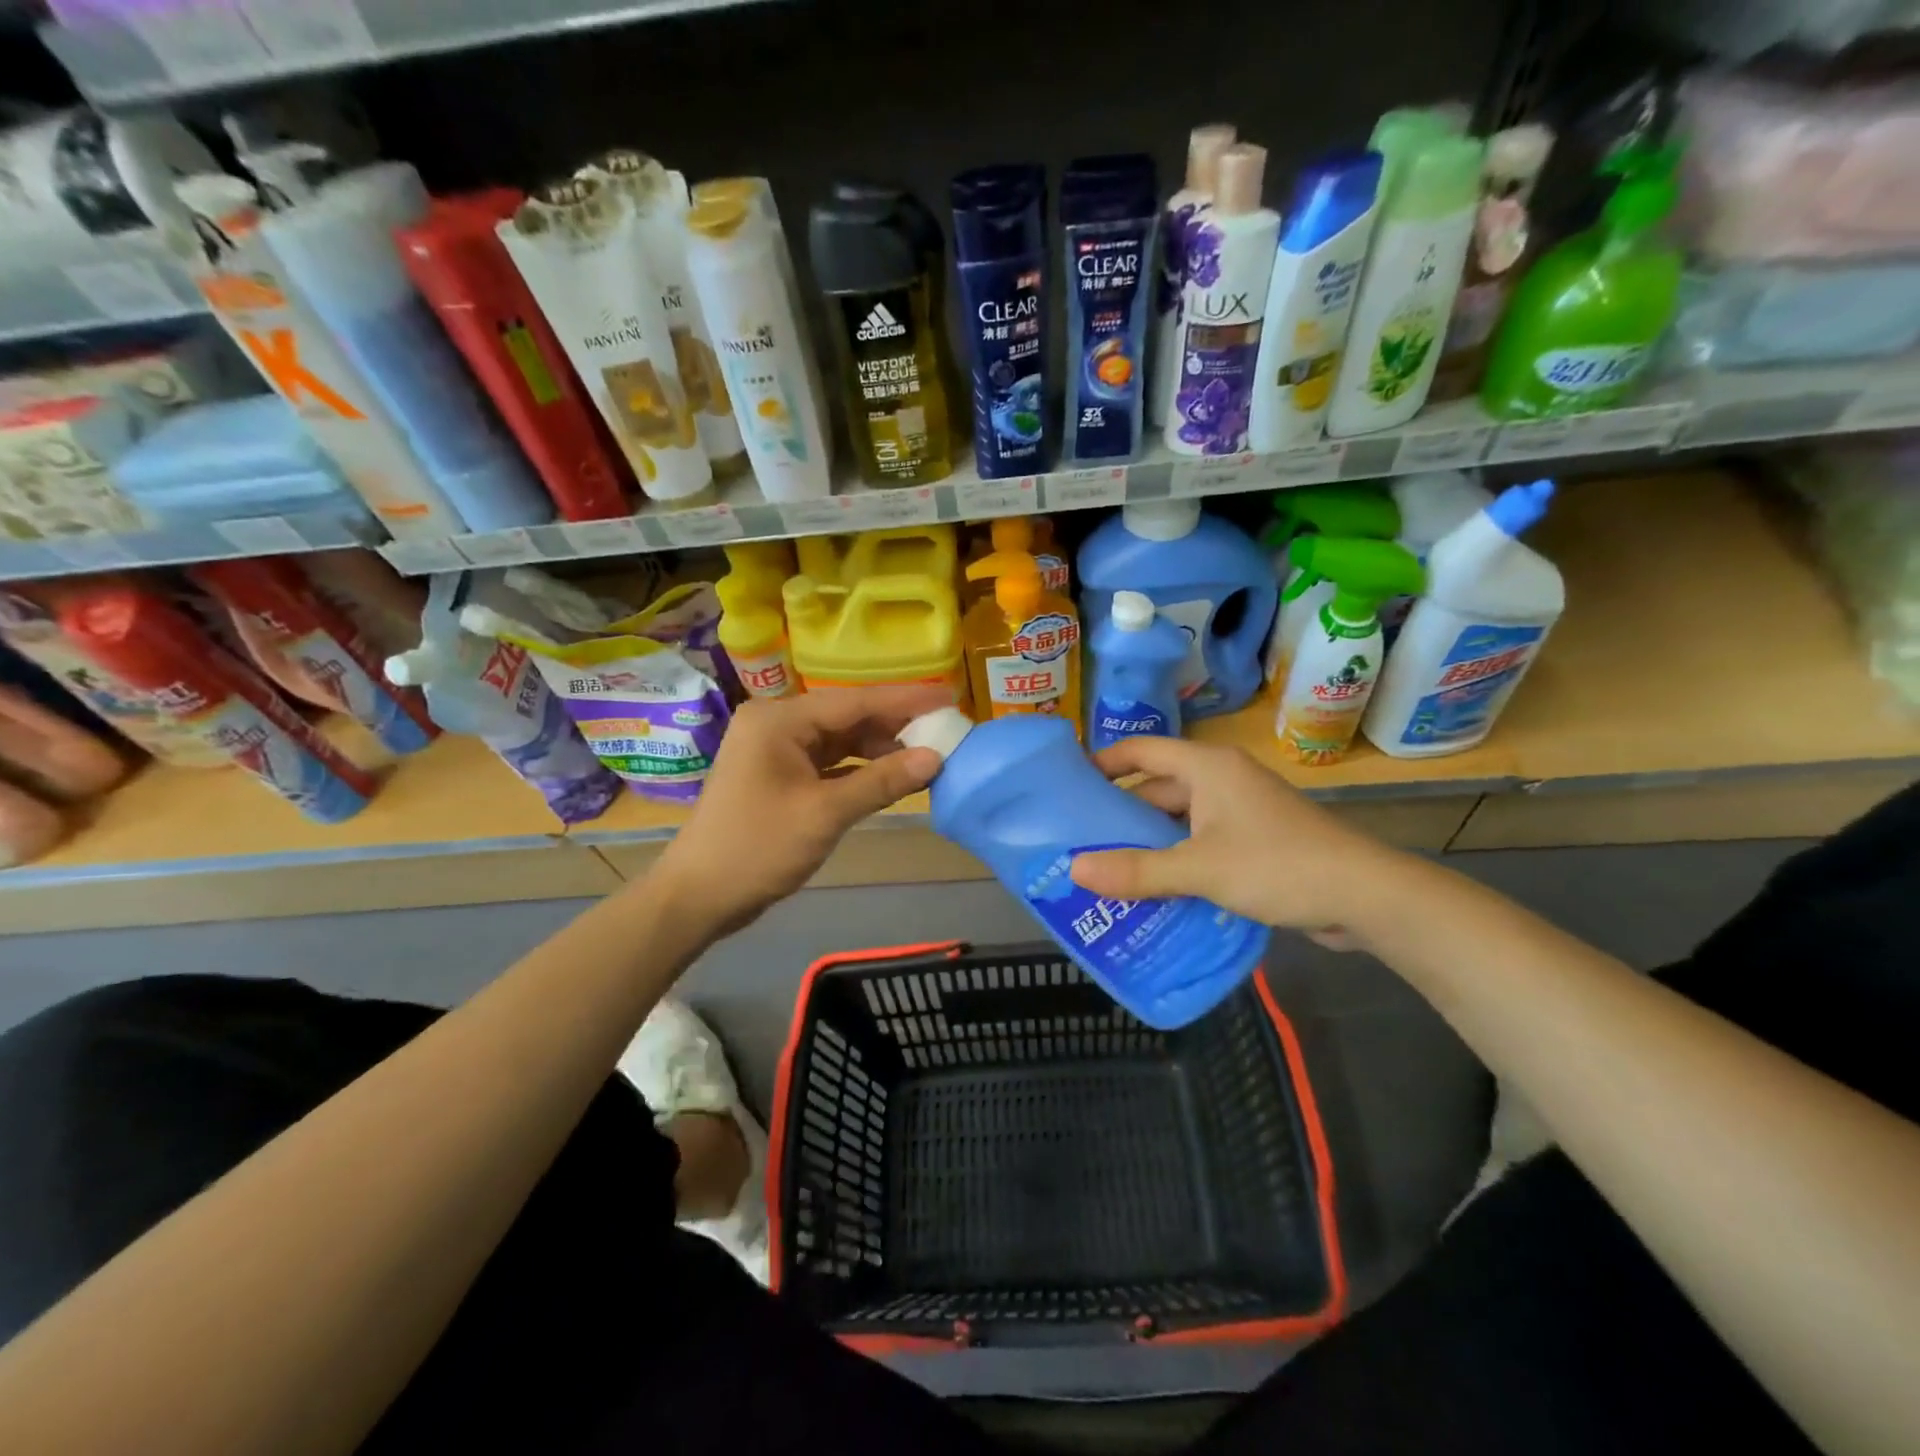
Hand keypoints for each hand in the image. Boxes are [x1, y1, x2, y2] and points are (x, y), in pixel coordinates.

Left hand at [652, 685, 949, 936]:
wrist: (697, 896)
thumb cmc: (757, 848)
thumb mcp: (825, 814)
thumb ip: (882, 782)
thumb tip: (936, 759)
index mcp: (780, 720)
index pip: (855, 700)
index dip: (906, 700)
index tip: (949, 698)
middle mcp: (777, 723)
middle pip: (848, 716)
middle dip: (895, 726)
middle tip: (946, 732)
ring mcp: (776, 749)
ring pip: (840, 740)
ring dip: (880, 749)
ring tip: (927, 756)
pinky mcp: (779, 774)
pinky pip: (828, 762)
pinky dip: (859, 769)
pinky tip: (892, 776)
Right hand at [1068, 737, 1411, 942]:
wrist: (1365, 896)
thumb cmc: (1278, 864)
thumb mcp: (1199, 869)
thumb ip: (1137, 871)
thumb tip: (1074, 871)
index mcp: (1207, 767)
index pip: (1141, 750)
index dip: (1104, 762)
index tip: (1068, 784)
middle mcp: (1221, 781)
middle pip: (1157, 787)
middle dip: (1121, 814)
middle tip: (1079, 840)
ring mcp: (1240, 811)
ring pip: (1179, 820)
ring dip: (1148, 842)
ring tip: (1105, 868)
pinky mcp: (1254, 841)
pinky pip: (1200, 843)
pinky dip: (1176, 860)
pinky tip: (1152, 889)